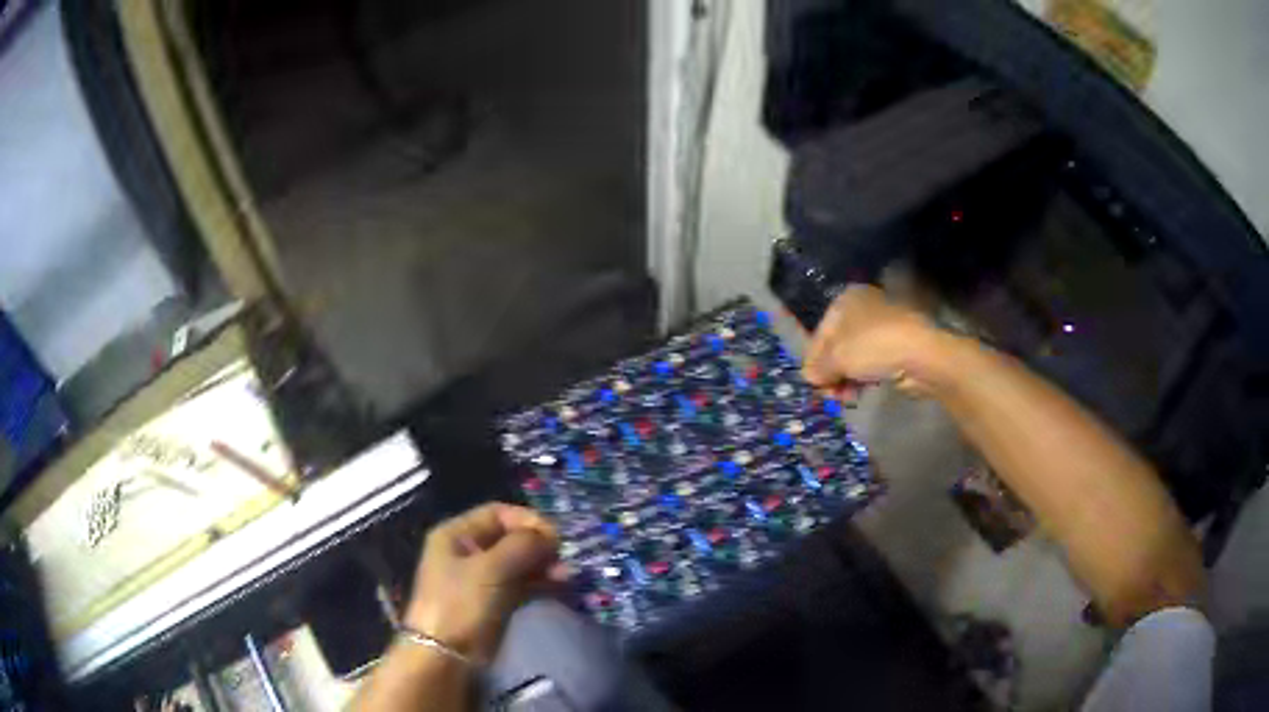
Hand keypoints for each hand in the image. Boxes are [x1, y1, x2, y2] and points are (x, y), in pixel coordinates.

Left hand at [405, 503, 562, 662]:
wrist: (447, 654)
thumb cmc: (461, 603)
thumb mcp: (490, 569)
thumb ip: (521, 546)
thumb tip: (549, 536)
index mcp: (457, 534)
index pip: (498, 514)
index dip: (527, 520)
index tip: (553, 536)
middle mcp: (470, 551)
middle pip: (511, 537)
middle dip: (539, 545)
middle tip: (562, 557)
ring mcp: (484, 578)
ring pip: (520, 562)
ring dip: (544, 565)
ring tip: (566, 575)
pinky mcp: (496, 601)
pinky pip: (523, 583)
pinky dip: (541, 582)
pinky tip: (560, 585)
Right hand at [802, 285, 943, 398]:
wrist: (922, 354)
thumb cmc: (873, 346)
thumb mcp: (837, 358)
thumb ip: (818, 368)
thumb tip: (811, 377)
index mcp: (845, 301)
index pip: (820, 333)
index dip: (813, 360)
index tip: (813, 384)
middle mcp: (863, 308)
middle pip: (837, 346)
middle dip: (832, 373)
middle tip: (830, 394)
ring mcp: (881, 327)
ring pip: (854, 357)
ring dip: (846, 379)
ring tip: (846, 397)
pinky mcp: (895, 347)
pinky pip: (871, 363)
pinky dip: (863, 378)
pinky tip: (860, 393)